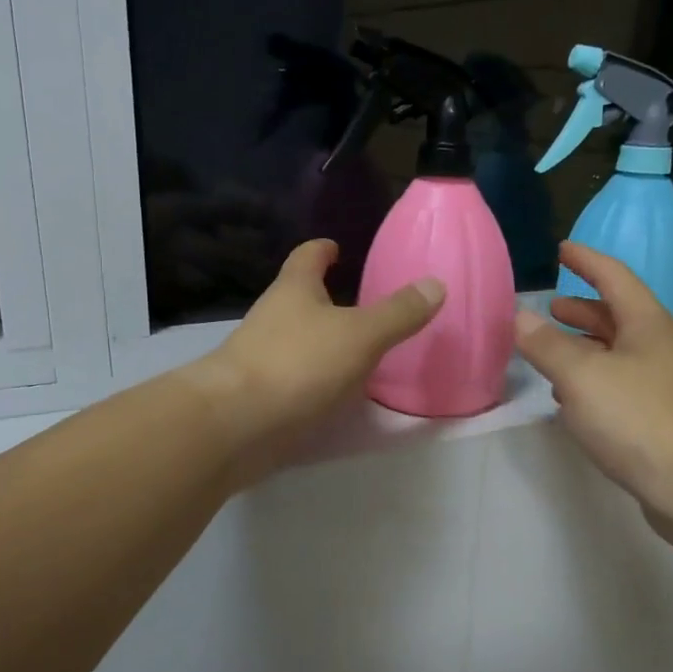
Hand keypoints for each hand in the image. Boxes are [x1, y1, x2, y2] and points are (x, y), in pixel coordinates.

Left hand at [188, 239, 442, 481]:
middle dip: (325, 299)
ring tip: (356, 352)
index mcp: (294, 290)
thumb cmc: (299, 363)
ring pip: (295, 340)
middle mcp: (272, 317)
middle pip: (299, 299)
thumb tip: (435, 284)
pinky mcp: (258, 394)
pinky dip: (314, 380)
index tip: (336, 249)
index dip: (323, 250)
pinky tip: (335, 394)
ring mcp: (260, 357)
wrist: (237, 422)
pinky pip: (293, 378)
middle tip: (361, 306)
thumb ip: (398, 313)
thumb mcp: (361, 335)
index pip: (307, 256)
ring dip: (321, 342)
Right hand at [515, 243, 672, 555]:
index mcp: (645, 324)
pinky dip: (591, 383)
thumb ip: (547, 345)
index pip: (614, 277)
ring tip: (551, 352)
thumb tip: (520, 316)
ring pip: (616, 354)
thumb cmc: (640, 418)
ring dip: (584, 348)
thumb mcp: (582, 376)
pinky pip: (618, 387)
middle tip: (551, 307)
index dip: (587, 261)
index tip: (563, 249)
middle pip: (617, 316)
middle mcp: (657, 348)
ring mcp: (662, 385)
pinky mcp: (658, 420)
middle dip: (583, 310)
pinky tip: (571, 401)